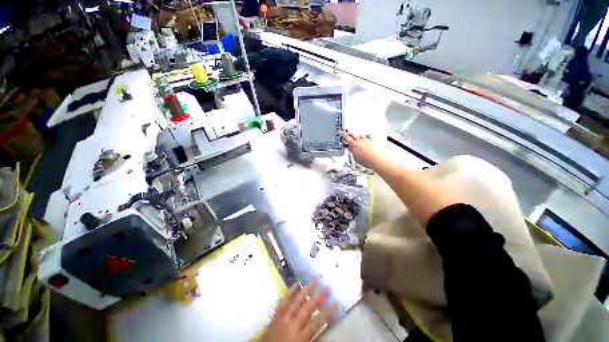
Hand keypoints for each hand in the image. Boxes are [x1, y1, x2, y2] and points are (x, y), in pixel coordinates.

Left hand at [262, 282, 334, 341]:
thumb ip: (313, 338)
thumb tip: (323, 325)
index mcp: (300, 337)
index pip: (317, 322)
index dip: (327, 312)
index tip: (336, 303)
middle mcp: (293, 324)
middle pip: (307, 308)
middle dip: (318, 297)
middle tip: (327, 287)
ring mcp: (283, 317)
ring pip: (296, 300)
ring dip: (306, 290)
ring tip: (314, 280)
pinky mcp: (276, 314)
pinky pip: (284, 300)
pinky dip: (290, 291)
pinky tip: (296, 284)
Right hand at [342, 132, 390, 170]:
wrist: (379, 160)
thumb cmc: (367, 161)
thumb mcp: (356, 158)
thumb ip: (353, 152)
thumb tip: (350, 149)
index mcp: (354, 145)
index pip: (347, 138)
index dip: (344, 135)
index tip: (342, 133)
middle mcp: (360, 140)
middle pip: (354, 135)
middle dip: (350, 135)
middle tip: (349, 136)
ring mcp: (367, 140)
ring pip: (361, 135)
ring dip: (358, 136)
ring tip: (358, 138)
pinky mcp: (374, 140)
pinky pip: (369, 136)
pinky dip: (367, 137)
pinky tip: (367, 138)